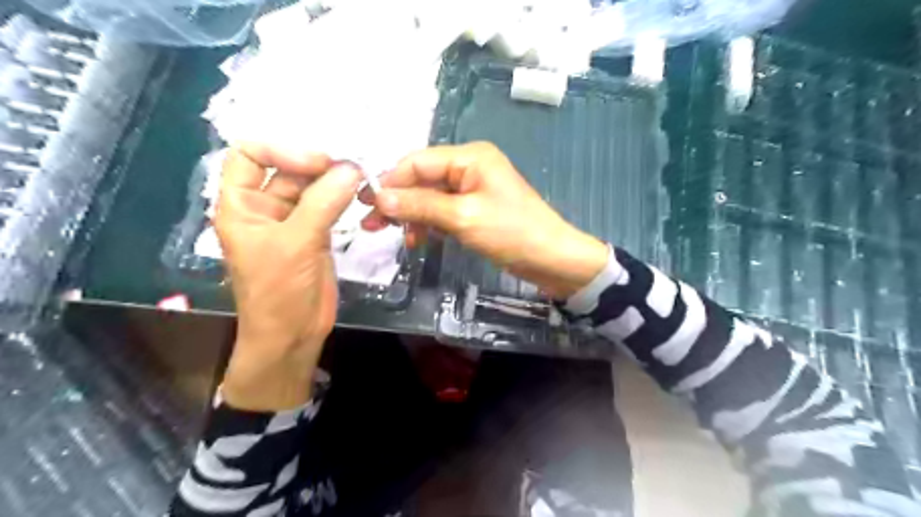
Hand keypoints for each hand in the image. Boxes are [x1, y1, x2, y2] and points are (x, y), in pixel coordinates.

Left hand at [215, 143, 361, 410]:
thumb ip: (324, 203)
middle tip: (353, 166)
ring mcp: (292, 220)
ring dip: (334, 180)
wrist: (292, 335)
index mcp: (241, 204)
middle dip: (318, 164)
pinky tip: (360, 194)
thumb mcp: (296, 243)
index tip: (319, 163)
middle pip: (288, 168)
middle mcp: (264, 207)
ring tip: (362, 176)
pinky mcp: (315, 233)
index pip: (250, 155)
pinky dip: (343, 197)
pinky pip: (328, 205)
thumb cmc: (279, 292)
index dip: (283, 151)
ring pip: (312, 187)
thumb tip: (353, 168)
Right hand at [361, 141, 610, 298]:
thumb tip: (378, 196)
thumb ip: (420, 204)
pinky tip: (419, 240)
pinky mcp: (475, 209)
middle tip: (371, 226)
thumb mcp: (463, 217)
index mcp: (469, 157)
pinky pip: (443, 211)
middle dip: (397, 201)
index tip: (366, 206)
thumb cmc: (512, 233)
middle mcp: (469, 166)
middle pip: (422, 179)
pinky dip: (429, 224)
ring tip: (396, 237)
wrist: (553, 259)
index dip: (389, 182)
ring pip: (430, 197)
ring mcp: (473, 189)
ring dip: (412, 215)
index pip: (417, 162)